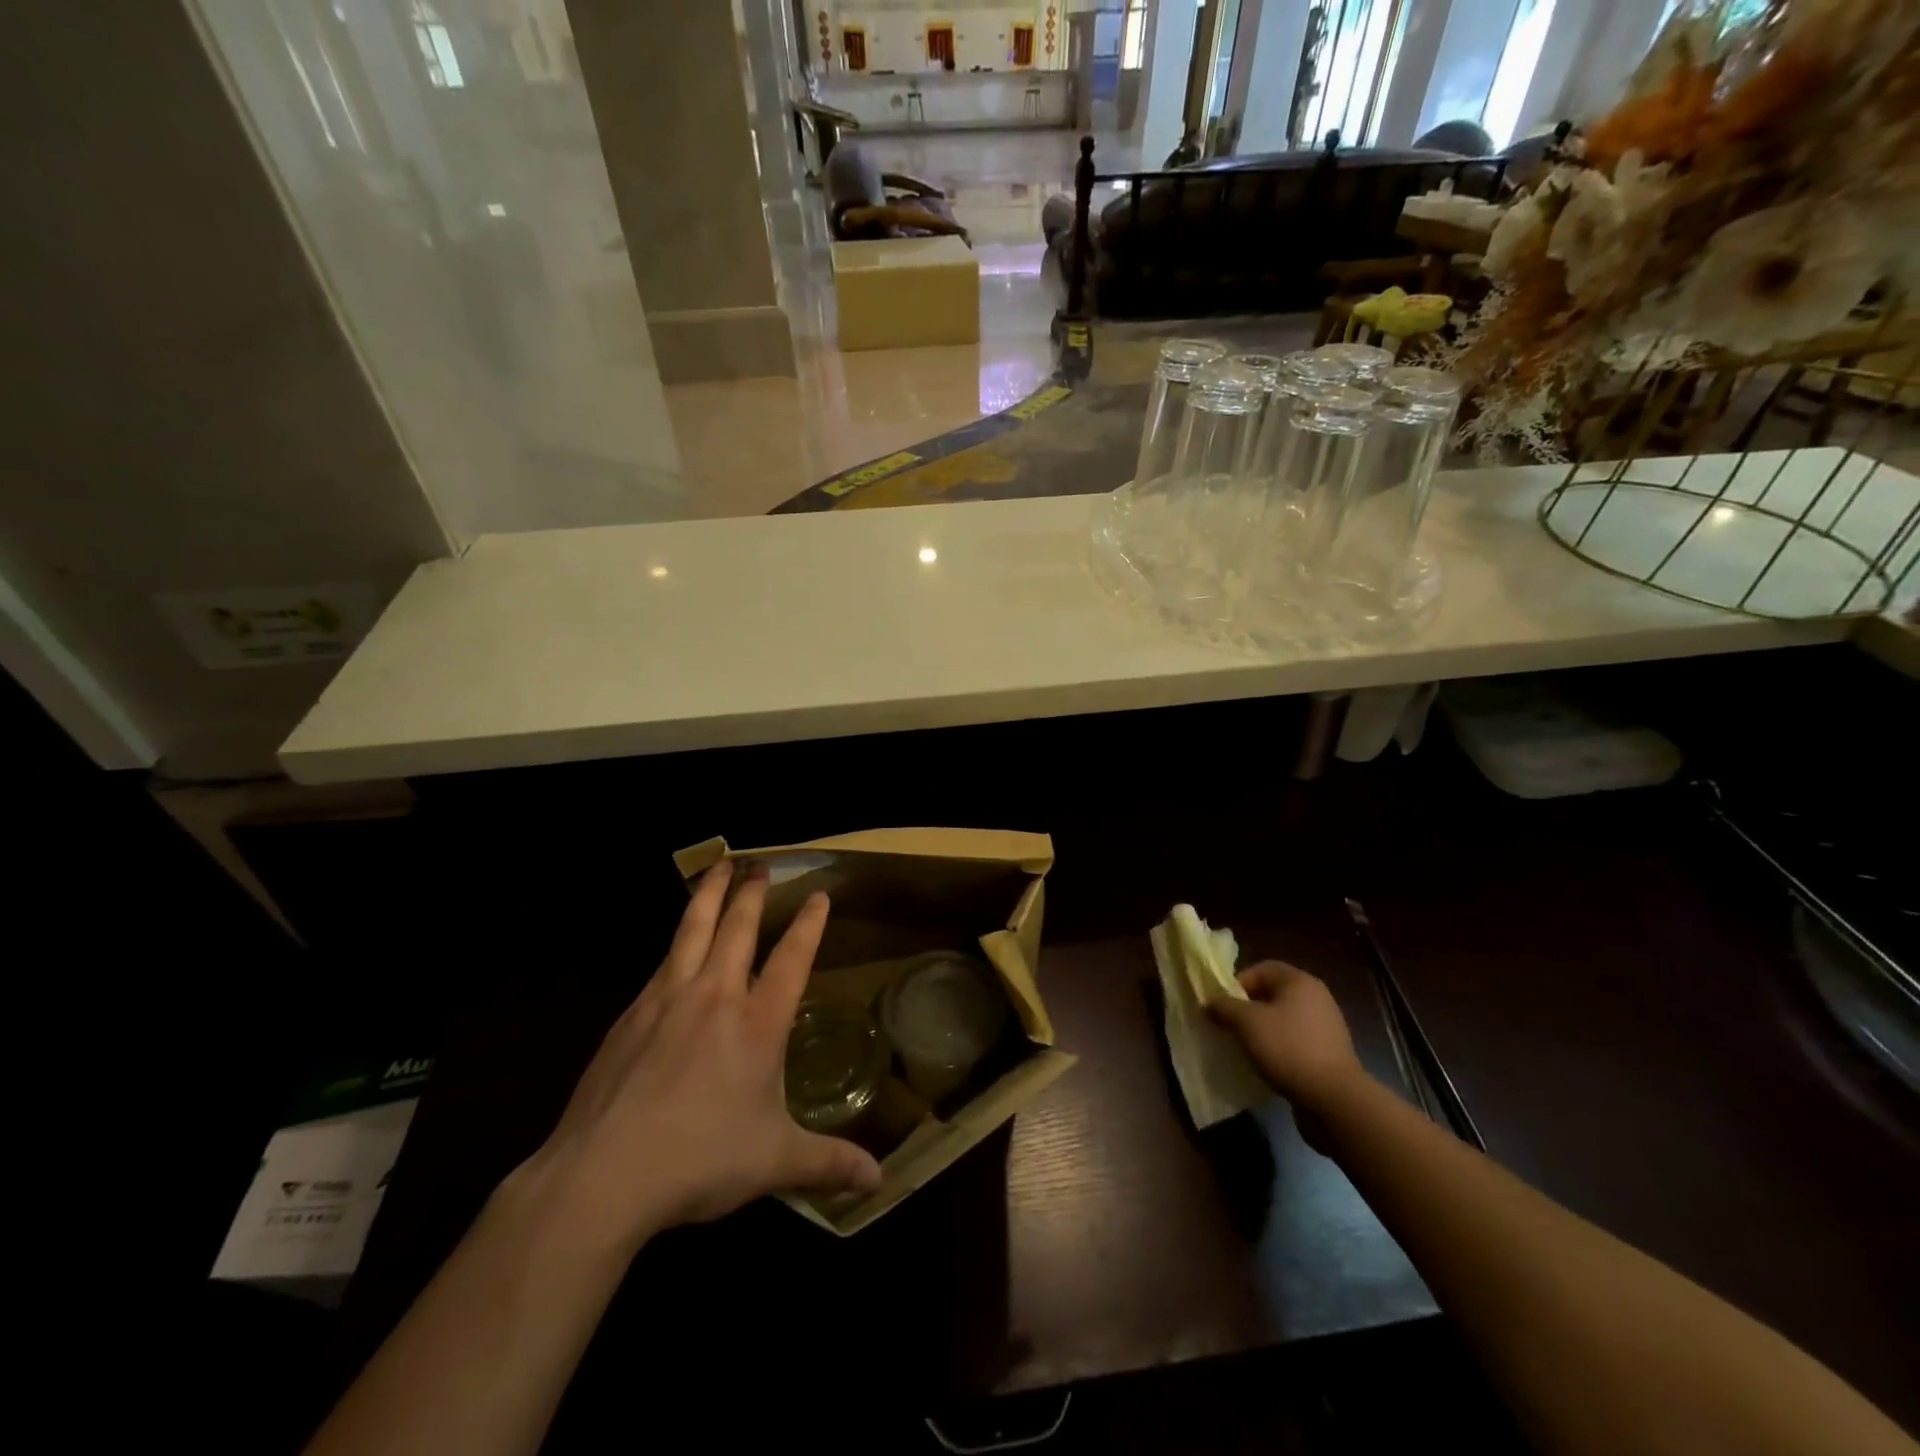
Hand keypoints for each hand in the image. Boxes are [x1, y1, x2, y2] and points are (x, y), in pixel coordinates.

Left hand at [523, 861, 881, 1250]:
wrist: (603, 1175)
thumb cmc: (700, 1161)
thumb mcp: (775, 1163)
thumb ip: (828, 1163)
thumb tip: (880, 1181)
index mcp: (758, 1024)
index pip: (791, 959)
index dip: (808, 925)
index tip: (818, 895)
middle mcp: (716, 997)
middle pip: (737, 929)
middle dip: (753, 893)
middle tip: (761, 864)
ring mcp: (668, 1000)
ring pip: (692, 931)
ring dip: (709, 895)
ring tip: (718, 866)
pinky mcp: (631, 1015)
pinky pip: (661, 962)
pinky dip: (676, 939)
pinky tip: (674, 942)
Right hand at [1209, 961, 1367, 1117]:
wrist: (1335, 1100)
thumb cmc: (1287, 1048)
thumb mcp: (1246, 1023)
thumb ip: (1224, 1006)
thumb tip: (1209, 1002)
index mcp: (1299, 982)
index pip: (1262, 969)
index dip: (1238, 983)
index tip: (1223, 1005)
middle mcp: (1316, 998)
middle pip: (1272, 994)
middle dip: (1247, 1008)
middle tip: (1229, 1026)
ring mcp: (1326, 1026)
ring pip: (1283, 1019)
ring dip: (1262, 1030)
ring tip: (1245, 1047)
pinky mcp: (1329, 1053)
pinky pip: (1295, 1041)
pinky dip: (1278, 1048)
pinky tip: (1267, 1064)